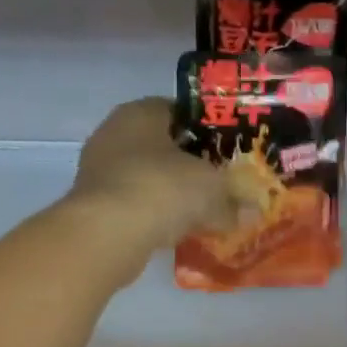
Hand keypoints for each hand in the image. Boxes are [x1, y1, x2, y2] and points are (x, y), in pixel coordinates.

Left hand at [65, 98, 237, 275]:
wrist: (106, 235)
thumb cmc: (161, 189)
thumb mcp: (212, 189)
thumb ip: (233, 199)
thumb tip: (251, 213)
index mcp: (140, 112)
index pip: (180, 111)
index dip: (208, 130)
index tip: (230, 151)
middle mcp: (114, 134)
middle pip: (162, 147)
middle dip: (191, 166)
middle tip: (221, 184)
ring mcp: (99, 171)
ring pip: (148, 178)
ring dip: (172, 194)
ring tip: (203, 212)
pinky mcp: (95, 207)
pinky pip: (136, 206)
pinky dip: (155, 217)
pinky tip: (177, 233)